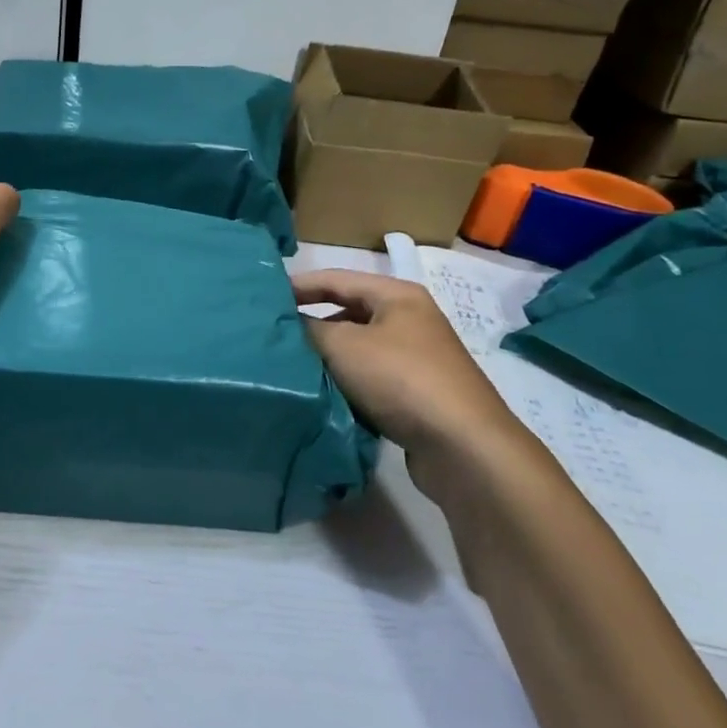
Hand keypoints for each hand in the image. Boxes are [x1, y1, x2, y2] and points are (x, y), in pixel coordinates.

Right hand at [293, 268, 522, 483]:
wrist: (464, 448)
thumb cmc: (401, 380)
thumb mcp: (344, 346)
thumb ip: (308, 328)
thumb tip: (286, 323)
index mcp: (396, 295)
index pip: (335, 279)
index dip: (297, 286)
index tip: (262, 301)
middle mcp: (409, 319)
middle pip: (347, 312)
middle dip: (311, 324)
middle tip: (273, 336)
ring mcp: (417, 358)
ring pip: (357, 349)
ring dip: (327, 357)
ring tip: (292, 367)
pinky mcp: (417, 395)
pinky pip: (370, 379)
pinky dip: (346, 383)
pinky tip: (324, 396)